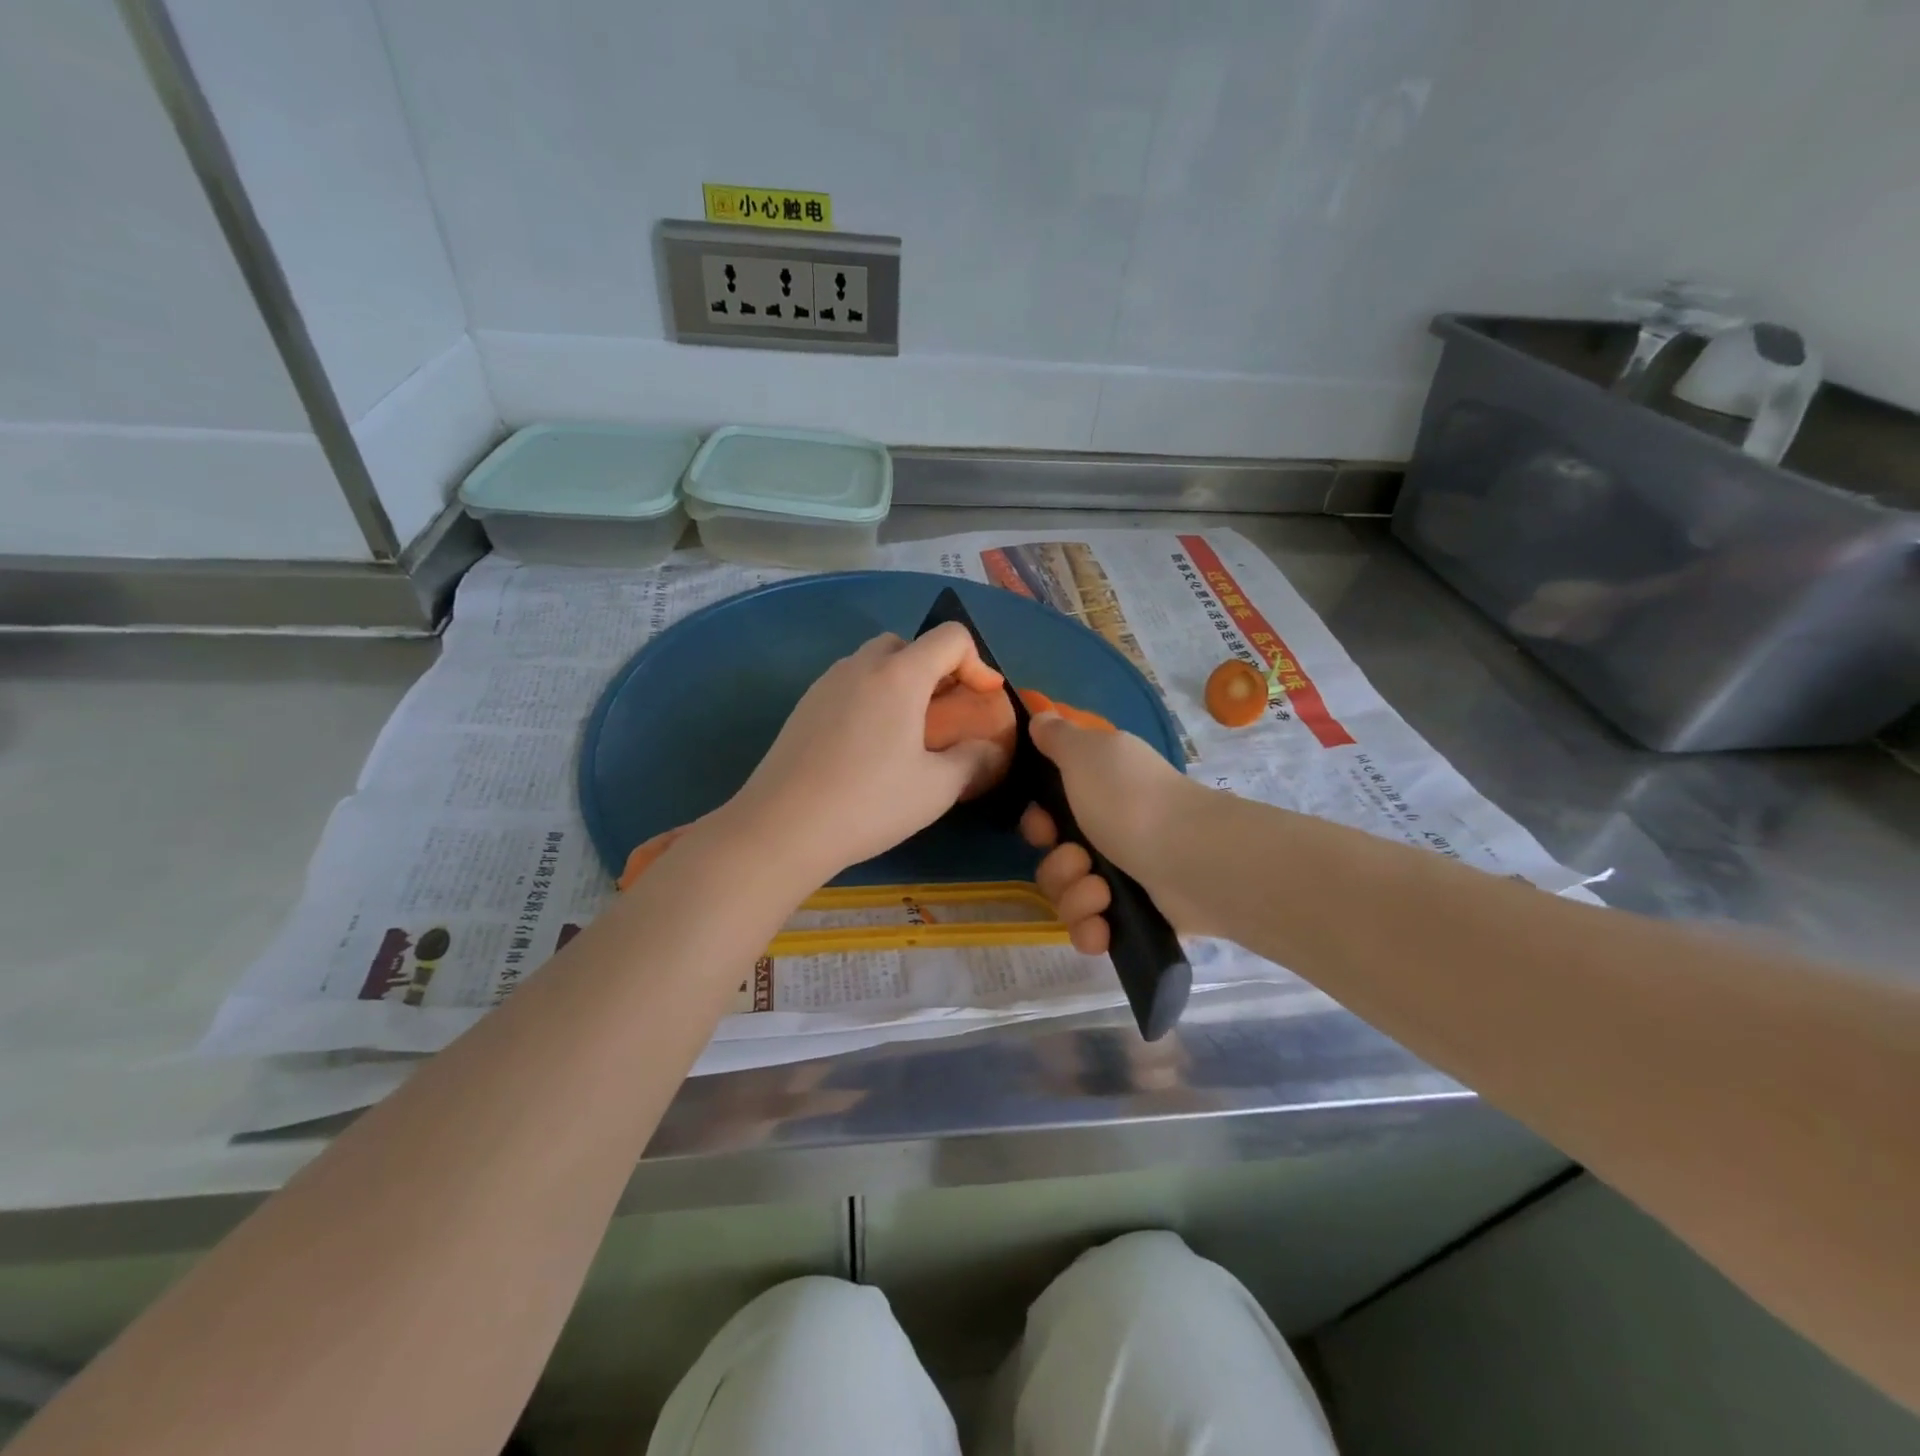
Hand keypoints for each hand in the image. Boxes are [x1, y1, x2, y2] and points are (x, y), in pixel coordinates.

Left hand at [724, 624, 1011, 883]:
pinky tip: (868, 744)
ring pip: (873, 661)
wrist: (782, 827)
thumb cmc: (869, 803)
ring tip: (907, 730)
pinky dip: (870, 696)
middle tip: (944, 713)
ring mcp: (826, 683)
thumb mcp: (936, 788)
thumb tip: (989, 750)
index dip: (978, 662)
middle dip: (935, 669)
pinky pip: (848, 683)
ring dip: (900, 681)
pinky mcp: (803, 706)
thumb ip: (973, 760)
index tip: (983, 699)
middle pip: (908, 643)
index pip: (950, 637)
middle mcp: (861, 666)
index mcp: (899, 675)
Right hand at [1018, 712, 1201, 952]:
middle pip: (1055, 860)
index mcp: (1099, 792)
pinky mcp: (1137, 916)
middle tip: (1080, 861)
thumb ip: (1058, 736)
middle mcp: (1111, 832)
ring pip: (1069, 897)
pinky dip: (1092, 930)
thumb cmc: (1130, 800)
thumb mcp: (1086, 753)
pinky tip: (1102, 928)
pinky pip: (1093, 930)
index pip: (1049, 816)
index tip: (1045, 827)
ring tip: (1101, 893)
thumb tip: (1041, 714)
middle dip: (1057, 866)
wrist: (1192, 858)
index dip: (1038, 824)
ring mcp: (1126, 876)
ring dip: (1075, 897)